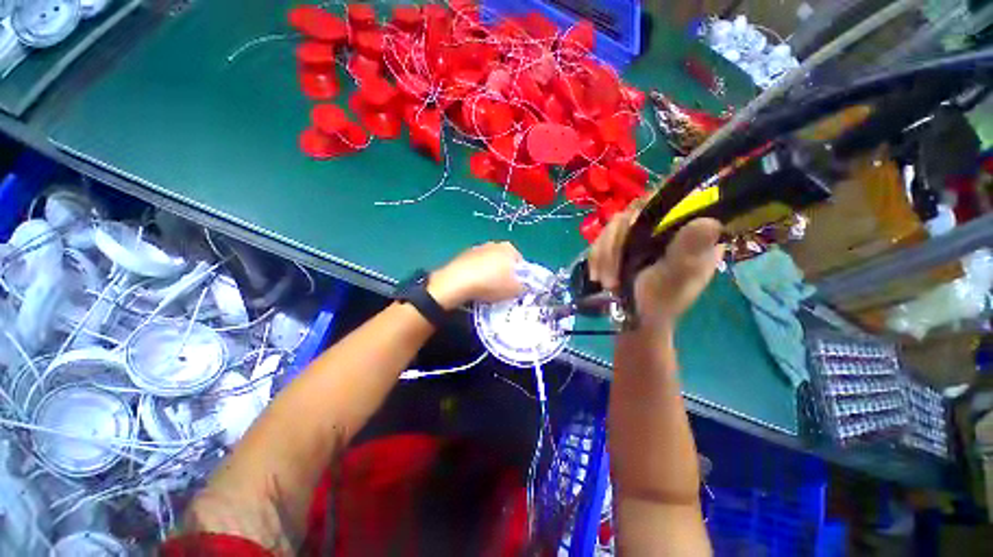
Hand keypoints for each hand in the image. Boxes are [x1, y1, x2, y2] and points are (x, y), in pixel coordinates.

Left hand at [428, 241, 524, 308]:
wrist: (458, 282)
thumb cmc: (491, 284)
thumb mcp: (515, 289)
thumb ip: (525, 286)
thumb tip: (525, 285)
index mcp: (509, 248)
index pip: (521, 263)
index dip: (520, 278)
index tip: (516, 289)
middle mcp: (494, 244)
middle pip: (505, 262)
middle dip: (505, 275)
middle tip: (503, 291)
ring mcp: (477, 248)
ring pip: (489, 264)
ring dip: (490, 275)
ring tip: (487, 291)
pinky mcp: (463, 256)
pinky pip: (475, 267)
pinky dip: (477, 275)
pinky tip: (474, 287)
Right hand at [588, 205, 723, 332]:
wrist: (633, 318)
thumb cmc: (659, 303)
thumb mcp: (675, 277)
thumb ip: (687, 251)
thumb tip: (708, 221)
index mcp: (693, 232)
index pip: (678, 198)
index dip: (655, 204)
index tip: (631, 228)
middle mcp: (669, 226)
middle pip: (637, 211)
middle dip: (616, 243)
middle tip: (609, 275)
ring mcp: (644, 233)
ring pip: (616, 224)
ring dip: (603, 254)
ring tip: (603, 281)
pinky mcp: (624, 241)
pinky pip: (603, 237)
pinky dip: (597, 256)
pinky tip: (596, 275)